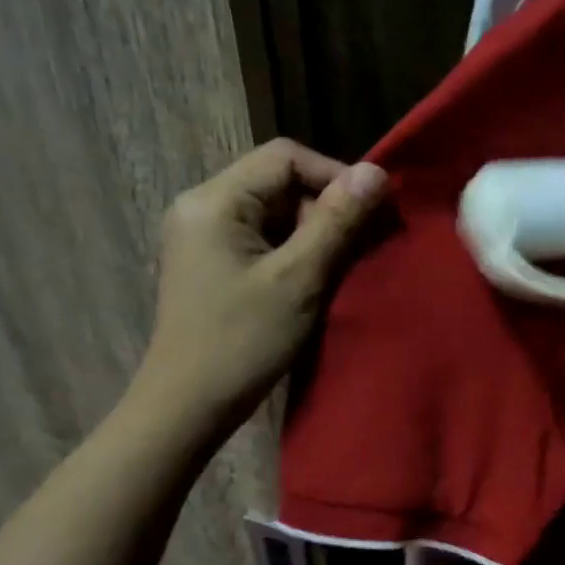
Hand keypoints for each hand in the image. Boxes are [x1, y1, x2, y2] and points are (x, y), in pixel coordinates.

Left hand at [132, 139, 384, 436]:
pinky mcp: (211, 262)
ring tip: (339, 269)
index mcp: (214, 200)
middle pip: (279, 182)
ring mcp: (203, 236)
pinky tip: (312, 281)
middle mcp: (202, 206)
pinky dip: (294, 252)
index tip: (370, 213)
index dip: (334, 176)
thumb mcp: (299, 279)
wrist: (187, 406)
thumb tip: (376, 172)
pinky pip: (263, 238)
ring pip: (274, 212)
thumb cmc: (242, 341)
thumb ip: (337, 221)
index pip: (284, 157)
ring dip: (313, 234)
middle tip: (357, 249)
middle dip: (324, 209)